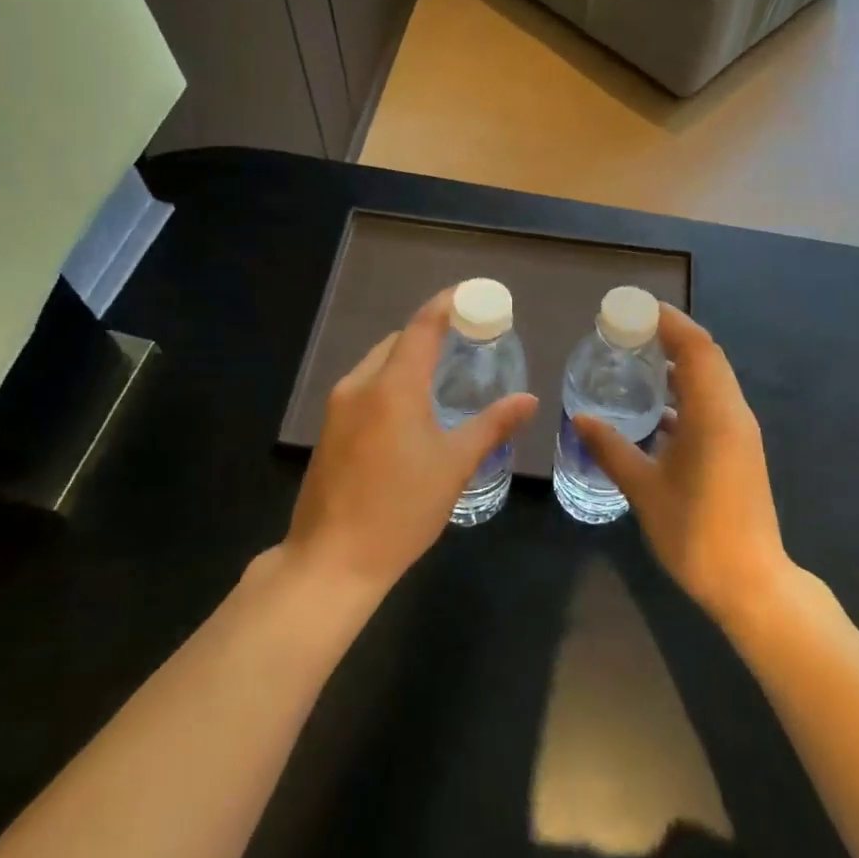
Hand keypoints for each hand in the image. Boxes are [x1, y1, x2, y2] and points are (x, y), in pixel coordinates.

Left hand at [283, 288, 537, 596]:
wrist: (330, 562)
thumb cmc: (400, 509)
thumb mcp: (455, 465)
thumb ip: (492, 425)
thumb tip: (528, 399)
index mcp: (392, 386)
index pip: (423, 325)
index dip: (448, 303)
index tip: (474, 295)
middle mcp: (360, 385)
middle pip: (398, 341)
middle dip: (431, 333)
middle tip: (469, 342)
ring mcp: (338, 408)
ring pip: (379, 364)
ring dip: (410, 359)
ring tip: (445, 375)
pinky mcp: (329, 430)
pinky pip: (366, 387)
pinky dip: (392, 382)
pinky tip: (413, 409)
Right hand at [574, 305, 793, 623]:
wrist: (751, 582)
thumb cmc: (695, 533)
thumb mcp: (644, 489)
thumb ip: (611, 448)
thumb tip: (580, 417)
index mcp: (715, 414)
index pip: (696, 347)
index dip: (669, 321)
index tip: (634, 309)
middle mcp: (734, 412)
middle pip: (707, 356)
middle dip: (671, 335)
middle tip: (629, 329)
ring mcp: (741, 431)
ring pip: (713, 379)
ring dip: (681, 362)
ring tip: (639, 358)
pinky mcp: (740, 448)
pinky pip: (714, 401)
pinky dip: (688, 391)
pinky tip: (658, 406)